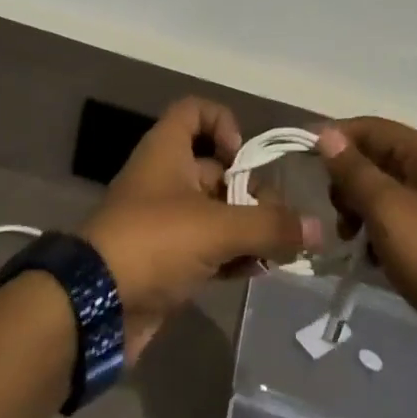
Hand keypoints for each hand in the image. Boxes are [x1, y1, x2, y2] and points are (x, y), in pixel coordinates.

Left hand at [82, 99, 316, 361]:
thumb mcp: (217, 227)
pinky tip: (259, 271)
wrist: (97, 307)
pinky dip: (233, 255)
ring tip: (280, 250)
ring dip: (248, 227)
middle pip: (216, 168)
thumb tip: (319, 228)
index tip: (242, 157)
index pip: (195, 110)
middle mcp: (166, 178)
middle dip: (251, 190)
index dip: (223, 122)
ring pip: (216, 211)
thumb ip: (270, 226)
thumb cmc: (154, 242)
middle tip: (278, 219)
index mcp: (167, 150)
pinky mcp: (167, 260)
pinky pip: (209, 247)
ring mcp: (165, 220)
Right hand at [318, 118, 416, 391]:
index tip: (300, 160)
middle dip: (346, 180)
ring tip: (348, 238)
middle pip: (374, 158)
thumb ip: (354, 171)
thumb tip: (326, 135)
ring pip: (380, 193)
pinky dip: (375, 235)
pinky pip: (392, 224)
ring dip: (357, 210)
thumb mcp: (388, 210)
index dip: (334, 138)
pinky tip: (369, 260)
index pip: (370, 127)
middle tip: (336, 211)